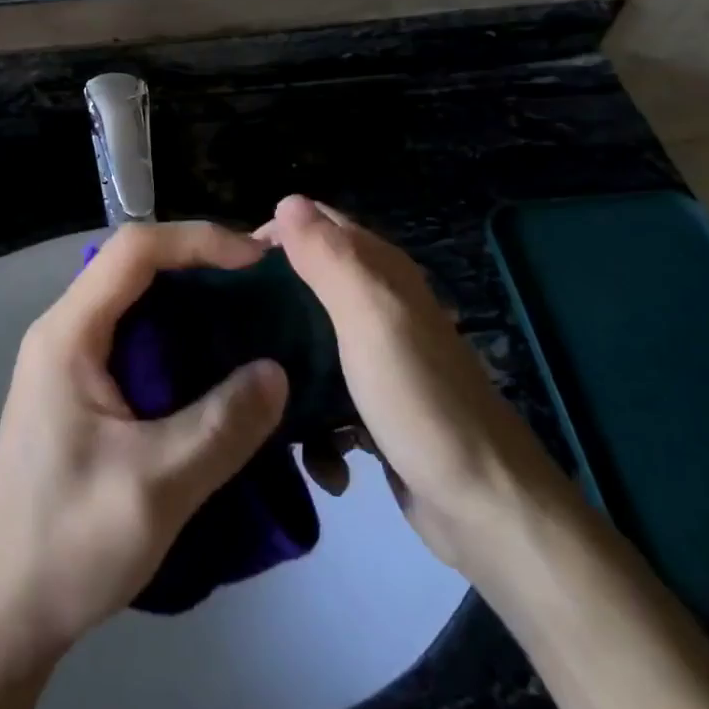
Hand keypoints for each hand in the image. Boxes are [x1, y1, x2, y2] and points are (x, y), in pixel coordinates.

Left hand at [0, 222, 288, 669]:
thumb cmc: (66, 543)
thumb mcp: (157, 486)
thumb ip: (223, 424)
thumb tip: (277, 370)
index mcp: (68, 334)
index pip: (134, 250)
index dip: (198, 239)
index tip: (256, 260)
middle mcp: (63, 333)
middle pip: (135, 268)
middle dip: (200, 266)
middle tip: (263, 288)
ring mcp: (67, 363)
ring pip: (136, 305)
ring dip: (192, 304)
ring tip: (250, 321)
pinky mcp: (79, 394)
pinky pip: (135, 342)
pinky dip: (179, 341)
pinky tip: (215, 370)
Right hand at [259, 196, 542, 574]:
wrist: (483, 507)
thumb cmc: (420, 400)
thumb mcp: (370, 316)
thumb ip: (329, 258)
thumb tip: (285, 201)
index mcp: (379, 271)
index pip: (315, 224)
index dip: (271, 235)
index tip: (225, 269)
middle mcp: (378, 305)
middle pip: (306, 284)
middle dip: (267, 303)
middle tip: (224, 330)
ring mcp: (375, 358)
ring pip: (308, 343)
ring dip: (285, 369)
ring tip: (256, 393)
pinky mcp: (371, 406)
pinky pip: (323, 397)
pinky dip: (314, 422)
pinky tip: (313, 453)